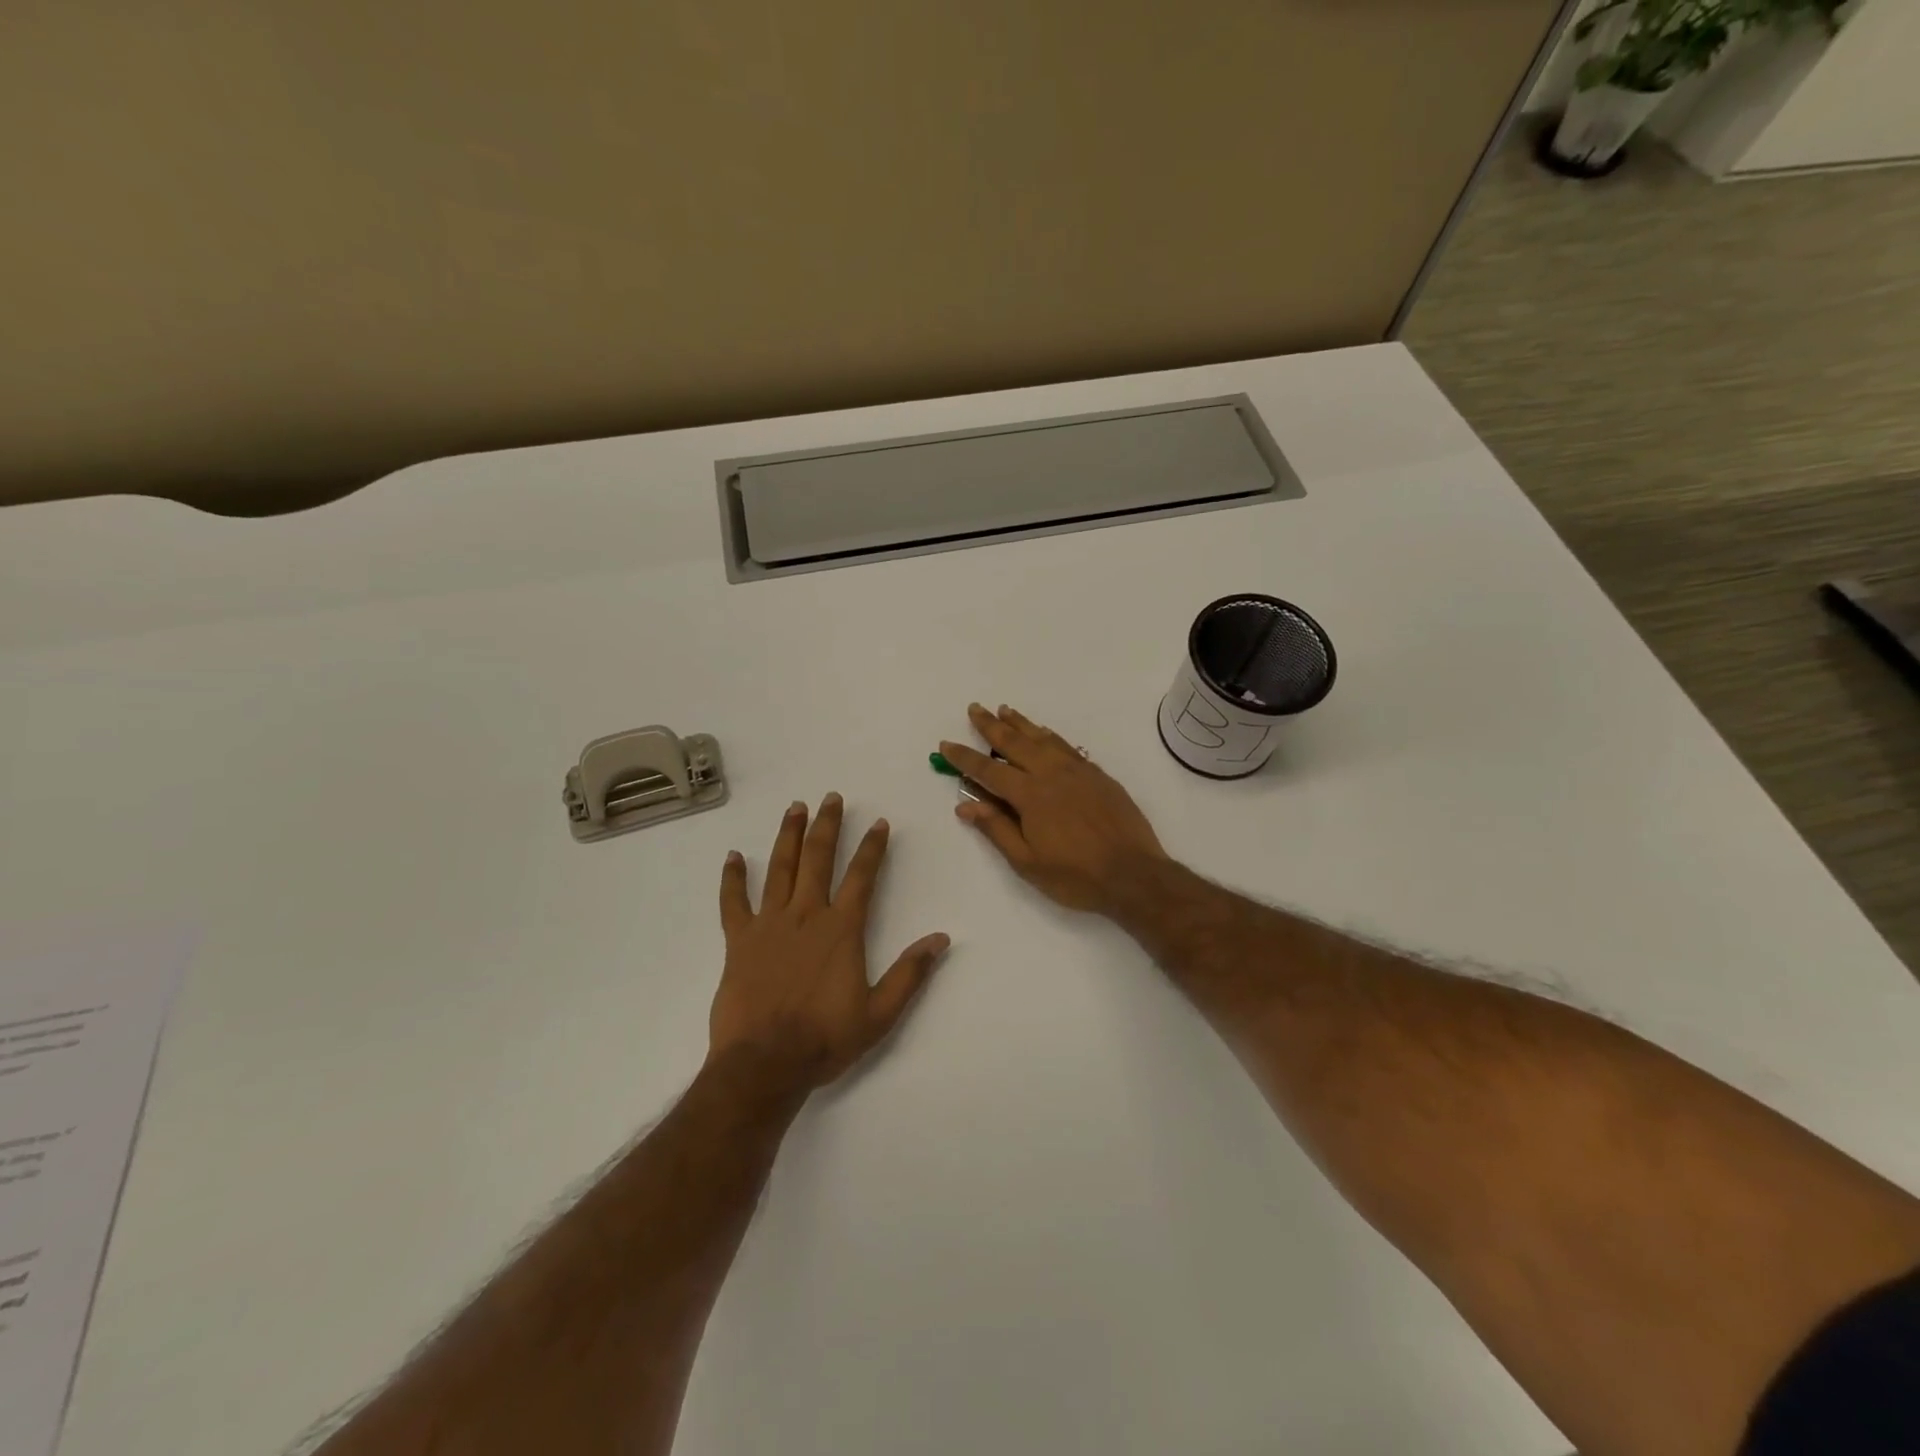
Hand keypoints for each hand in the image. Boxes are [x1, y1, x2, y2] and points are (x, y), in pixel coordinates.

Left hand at [710, 794, 949, 1094]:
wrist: (765, 1063)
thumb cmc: (825, 1038)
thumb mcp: (880, 1013)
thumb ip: (910, 973)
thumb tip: (942, 938)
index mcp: (842, 929)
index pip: (862, 876)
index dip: (873, 847)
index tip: (879, 822)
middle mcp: (807, 915)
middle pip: (819, 859)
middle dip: (828, 826)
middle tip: (832, 797)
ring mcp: (769, 924)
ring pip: (780, 869)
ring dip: (789, 836)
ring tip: (795, 808)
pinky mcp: (739, 940)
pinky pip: (734, 902)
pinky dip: (732, 878)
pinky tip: (733, 856)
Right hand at [940, 704, 1167, 913]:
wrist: (1134, 874)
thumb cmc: (1076, 876)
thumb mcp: (1028, 863)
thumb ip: (997, 829)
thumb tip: (966, 805)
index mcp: (1030, 795)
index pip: (988, 770)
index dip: (964, 758)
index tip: (945, 744)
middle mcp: (1052, 774)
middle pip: (1015, 743)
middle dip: (991, 726)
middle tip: (975, 708)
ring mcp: (1078, 771)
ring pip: (1043, 738)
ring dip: (1021, 723)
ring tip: (1005, 710)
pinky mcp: (1098, 775)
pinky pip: (1067, 746)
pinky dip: (1050, 735)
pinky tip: (1044, 733)